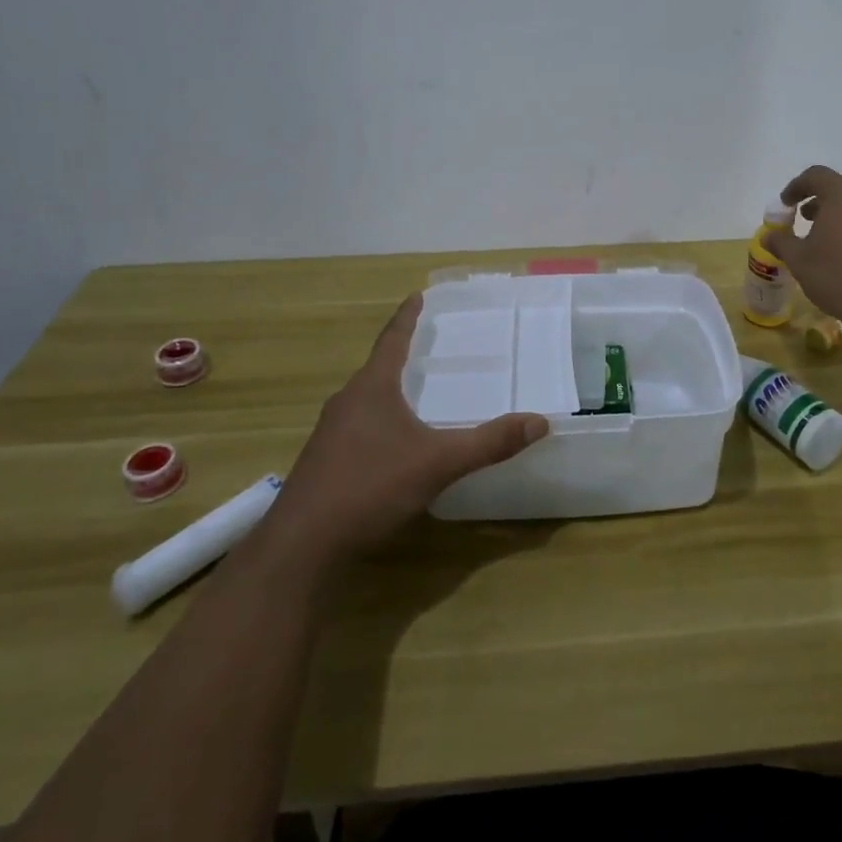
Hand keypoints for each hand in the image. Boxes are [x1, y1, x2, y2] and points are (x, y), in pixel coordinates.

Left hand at [268, 295, 548, 565]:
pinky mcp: (325, 462)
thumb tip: (539, 422)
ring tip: (416, 392)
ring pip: (366, 400)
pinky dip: (380, 421)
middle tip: (428, 345)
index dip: (406, 318)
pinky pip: (358, 427)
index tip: (417, 295)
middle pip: (377, 368)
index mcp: (371, 389)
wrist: (302, 545)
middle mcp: (347, 402)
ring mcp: (330, 434)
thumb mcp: (437, 464)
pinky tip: (394, 443)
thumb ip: (488, 443)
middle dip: (401, 354)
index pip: (392, 340)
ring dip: (389, 390)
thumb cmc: (369, 487)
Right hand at [763, 166, 841, 333]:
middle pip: (841, 189)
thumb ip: (782, 243)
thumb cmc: (838, 277)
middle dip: (820, 201)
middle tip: (806, 220)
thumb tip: (769, 236)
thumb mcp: (799, 261)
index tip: (786, 204)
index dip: (797, 186)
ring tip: (831, 241)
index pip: (816, 175)